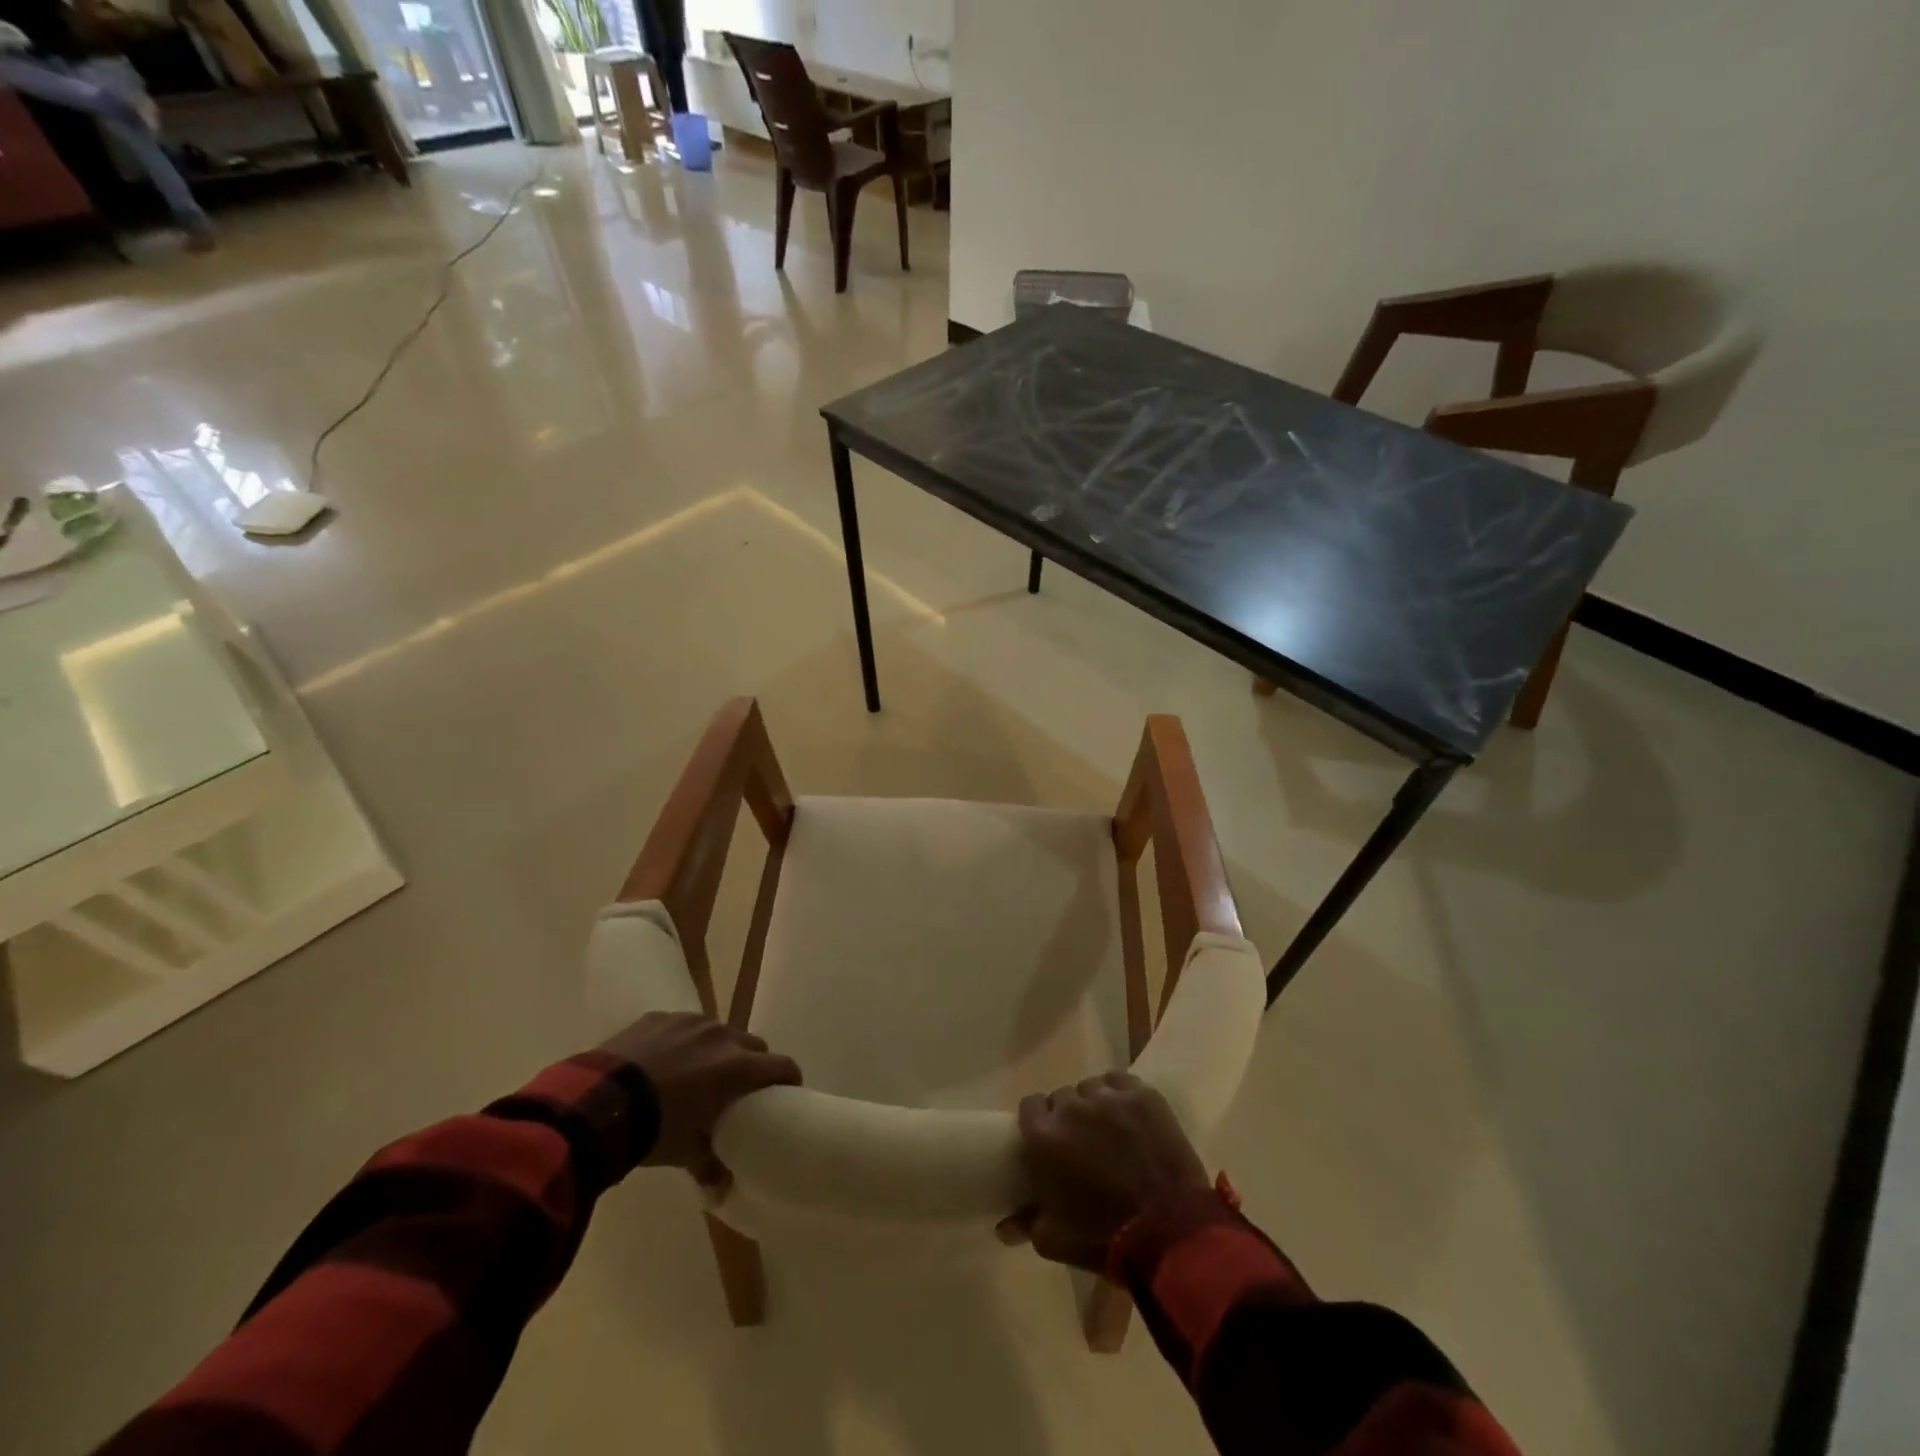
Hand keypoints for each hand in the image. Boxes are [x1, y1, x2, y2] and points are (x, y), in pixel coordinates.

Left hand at [600, 1012, 800, 1189]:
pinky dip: (684, 1041)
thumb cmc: (653, 1127)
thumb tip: (722, 1192)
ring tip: (699, 1072)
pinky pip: (684, 1026)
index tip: (788, 1091)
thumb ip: (710, 1166)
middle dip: (753, 1063)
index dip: (788, 1078)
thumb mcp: (685, 1152)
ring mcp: (690, 1021)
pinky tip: (665, 1060)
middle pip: (753, 1045)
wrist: (598, 1103)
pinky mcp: (661, 1016)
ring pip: (719, 1032)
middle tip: (740, 1087)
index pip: (780, 1065)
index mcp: (737, 1066)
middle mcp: (721, 1036)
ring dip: (718, 1050)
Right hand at [1004, 1071, 1208, 1270]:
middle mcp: (1072, 1107)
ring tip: (1110, 1131)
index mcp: (1044, 1136)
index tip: (1049, 1139)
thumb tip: (1004, 1226)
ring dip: (1095, 1106)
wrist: (1169, 1233)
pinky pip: (1120, 1082)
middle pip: (1062, 1097)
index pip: (1030, 1106)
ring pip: (1092, 1088)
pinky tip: (1129, 1116)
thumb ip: (1025, 1224)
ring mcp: (1108, 1097)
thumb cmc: (1105, 1238)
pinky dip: (1120, 1095)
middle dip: (1068, 1116)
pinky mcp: (1141, 1094)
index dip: (1039, 1120)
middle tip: (1083, 1142)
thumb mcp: (1055, 1241)